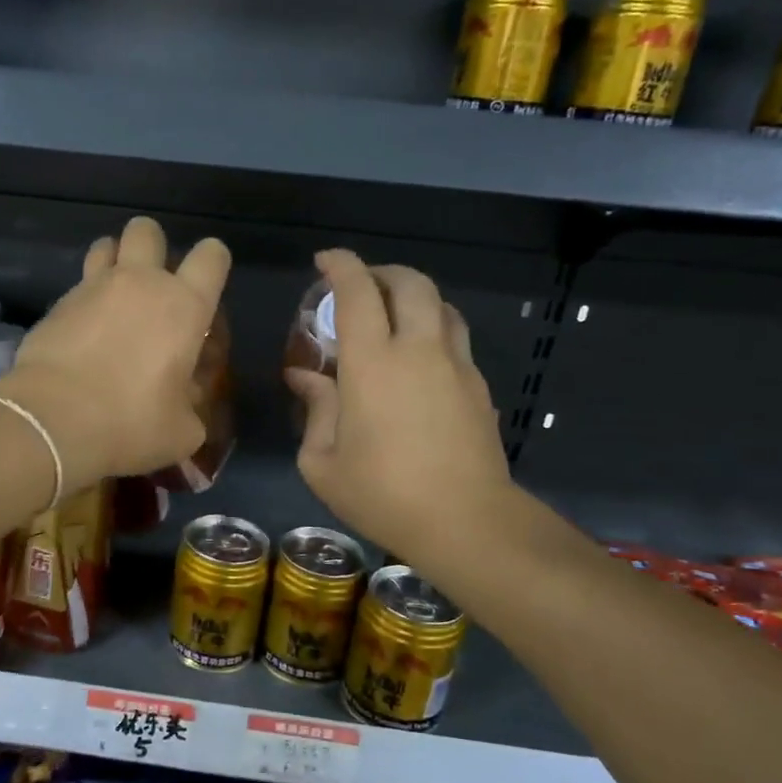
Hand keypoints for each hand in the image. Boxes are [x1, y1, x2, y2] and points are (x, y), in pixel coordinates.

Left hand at [0, 217, 229, 492]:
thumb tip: (182, 401)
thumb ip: (190, 406)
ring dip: (113, 261)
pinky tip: (82, 331)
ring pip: (105, 245)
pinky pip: (77, 285)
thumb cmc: (131, 422)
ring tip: (113, 296)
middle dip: (152, 246)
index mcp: (184, 306)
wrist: (54, 421)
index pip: (211, 256)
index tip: (206, 284)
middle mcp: (140, 283)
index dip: (213, 262)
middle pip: (147, 230)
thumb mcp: (181, 430)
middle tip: (151, 282)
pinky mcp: (57, 303)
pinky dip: (84, 300)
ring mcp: (93, 287)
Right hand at [285, 249, 511, 572]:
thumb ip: (315, 409)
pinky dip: (433, 328)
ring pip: (440, 305)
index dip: (340, 266)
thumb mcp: (322, 461)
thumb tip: (303, 377)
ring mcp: (455, 365)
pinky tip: (417, 359)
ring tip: (392, 316)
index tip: (324, 261)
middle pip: (410, 283)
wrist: (465, 521)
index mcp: (372, 363)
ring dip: (413, 297)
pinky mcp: (478, 386)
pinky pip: (455, 337)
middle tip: (359, 286)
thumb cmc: (382, 494)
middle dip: (382, 272)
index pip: (357, 292)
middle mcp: (418, 350)